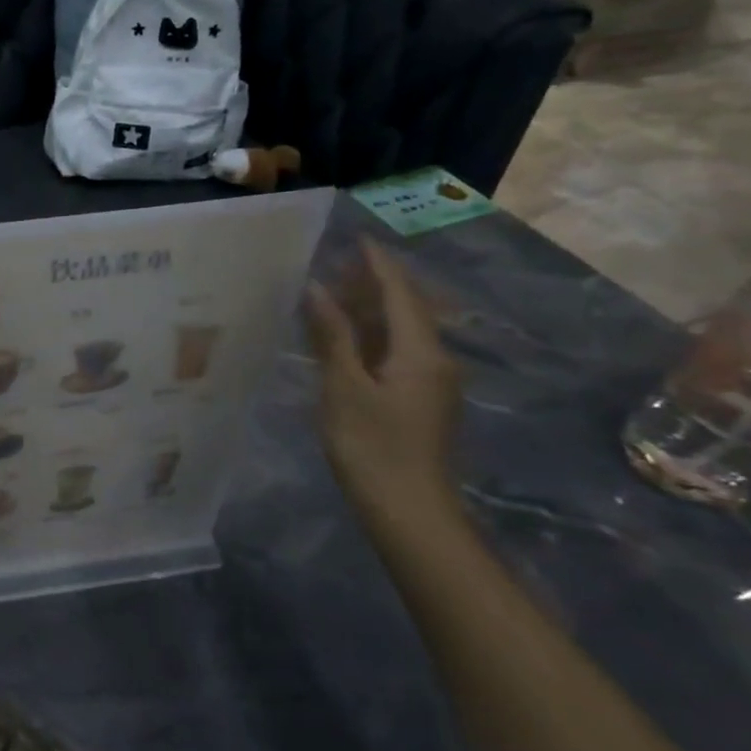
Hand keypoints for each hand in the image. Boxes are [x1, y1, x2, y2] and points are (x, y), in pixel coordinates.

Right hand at [304, 237, 463, 531]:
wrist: (410, 514)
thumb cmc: (373, 447)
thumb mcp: (344, 387)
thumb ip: (332, 335)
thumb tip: (317, 289)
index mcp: (420, 351)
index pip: (399, 292)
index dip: (377, 264)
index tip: (355, 237)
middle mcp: (433, 360)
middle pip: (404, 308)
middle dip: (371, 283)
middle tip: (334, 261)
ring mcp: (429, 382)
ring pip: (399, 331)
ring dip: (368, 309)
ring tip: (332, 291)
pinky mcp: (418, 401)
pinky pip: (395, 352)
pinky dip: (369, 336)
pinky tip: (343, 337)